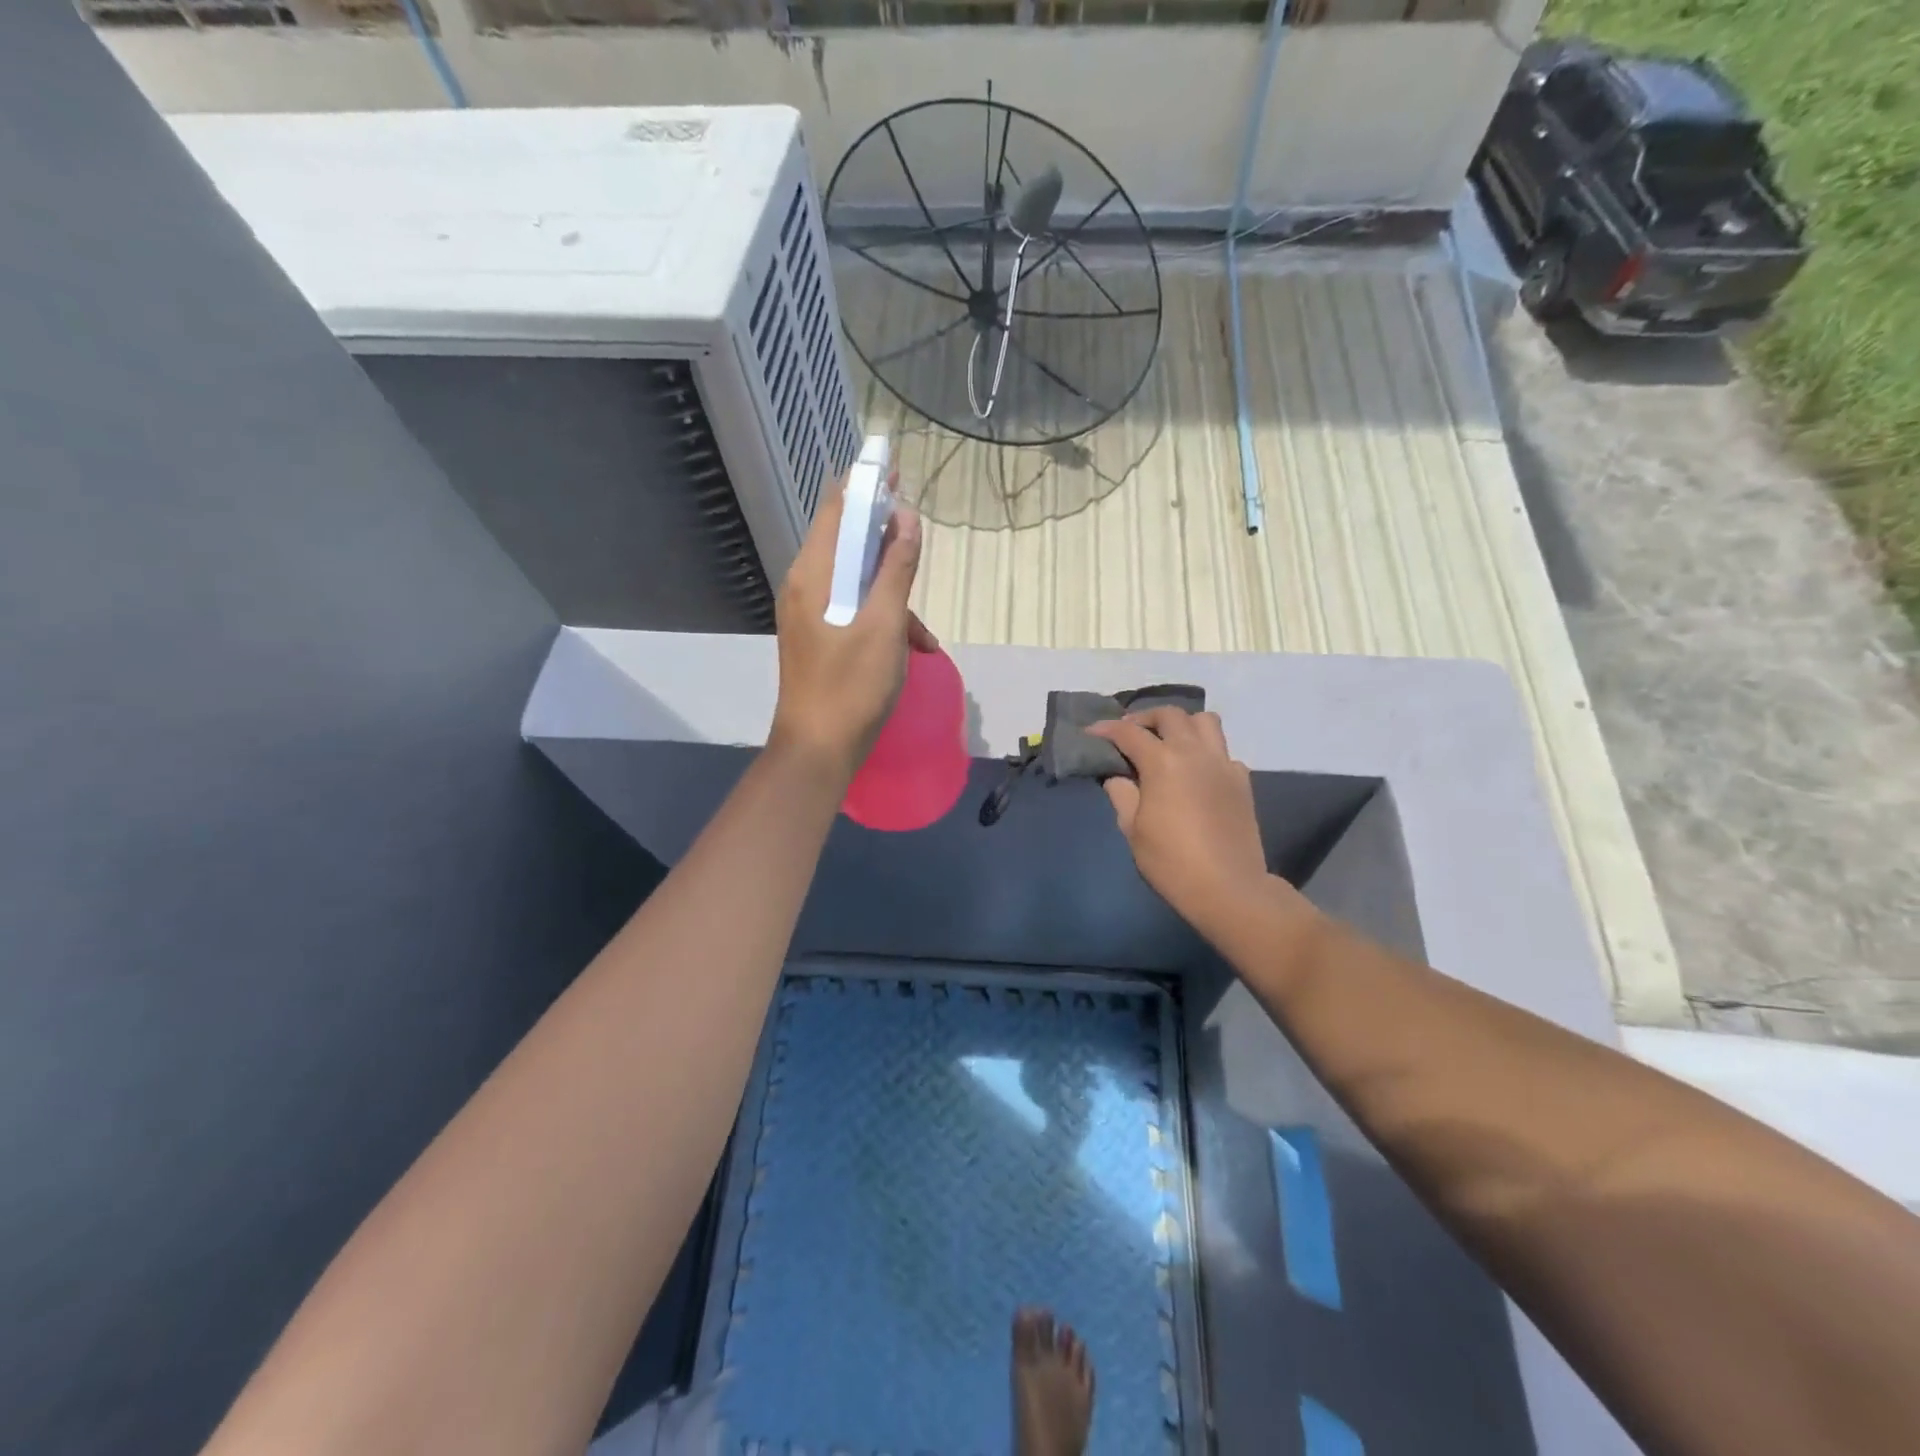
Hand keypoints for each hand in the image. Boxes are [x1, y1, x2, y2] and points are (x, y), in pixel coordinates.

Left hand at [769, 473, 938, 780]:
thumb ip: (896, 570)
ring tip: (923, 635)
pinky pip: (852, 611)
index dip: (865, 486)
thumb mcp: (885, 625)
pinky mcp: (818, 638)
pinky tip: (911, 649)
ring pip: (855, 582)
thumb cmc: (852, 686)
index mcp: (812, 575)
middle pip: (846, 543)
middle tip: (918, 544)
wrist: (818, 750)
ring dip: (892, 595)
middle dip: (886, 543)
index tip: (895, 472)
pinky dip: (881, 620)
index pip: (835, 509)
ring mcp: (809, 614)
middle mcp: (804, 586)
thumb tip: (906, 518)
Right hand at [1086, 708, 1270, 931]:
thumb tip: (1117, 776)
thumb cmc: (1171, 861)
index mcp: (1163, 762)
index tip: (1091, 732)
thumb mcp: (1132, 829)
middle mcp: (1195, 752)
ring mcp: (1223, 763)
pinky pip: (1222, 750)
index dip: (1106, 729)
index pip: (1129, 733)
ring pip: (1205, 721)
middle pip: (1170, 715)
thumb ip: (1122, 794)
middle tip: (1129, 734)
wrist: (1228, 887)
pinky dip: (1205, 751)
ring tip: (1168, 741)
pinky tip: (1195, 772)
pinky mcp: (1241, 780)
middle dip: (1145, 718)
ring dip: (1182, 724)